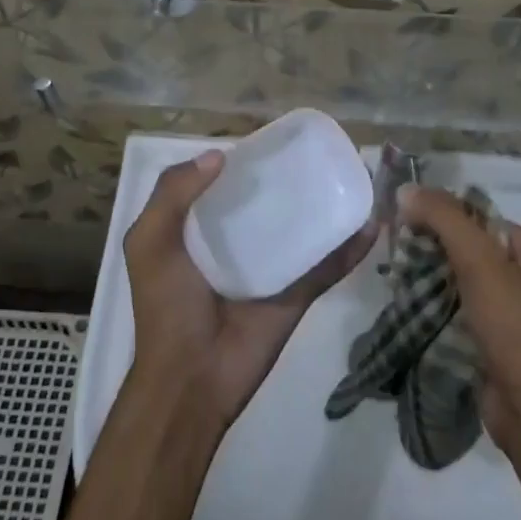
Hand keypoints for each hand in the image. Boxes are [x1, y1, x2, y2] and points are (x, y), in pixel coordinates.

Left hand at [125, 151, 374, 428]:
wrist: (191, 380)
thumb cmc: (166, 306)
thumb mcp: (150, 243)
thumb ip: (172, 194)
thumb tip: (220, 155)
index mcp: (200, 230)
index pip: (226, 186)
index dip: (245, 163)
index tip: (272, 139)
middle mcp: (238, 244)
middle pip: (269, 203)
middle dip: (291, 179)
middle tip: (319, 152)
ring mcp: (271, 269)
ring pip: (303, 230)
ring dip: (326, 207)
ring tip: (352, 176)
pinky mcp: (297, 294)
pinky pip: (328, 267)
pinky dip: (350, 248)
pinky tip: (370, 223)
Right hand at [399, 185, 520, 494]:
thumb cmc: (516, 331)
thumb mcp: (481, 264)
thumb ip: (445, 221)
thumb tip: (406, 189)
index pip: (479, 218)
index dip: (440, 216)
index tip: (401, 220)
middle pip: (468, 248)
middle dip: (431, 248)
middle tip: (393, 250)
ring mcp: (512, 313)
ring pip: (459, 280)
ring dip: (428, 279)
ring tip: (394, 277)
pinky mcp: (494, 342)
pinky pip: (458, 310)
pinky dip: (434, 306)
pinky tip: (407, 305)